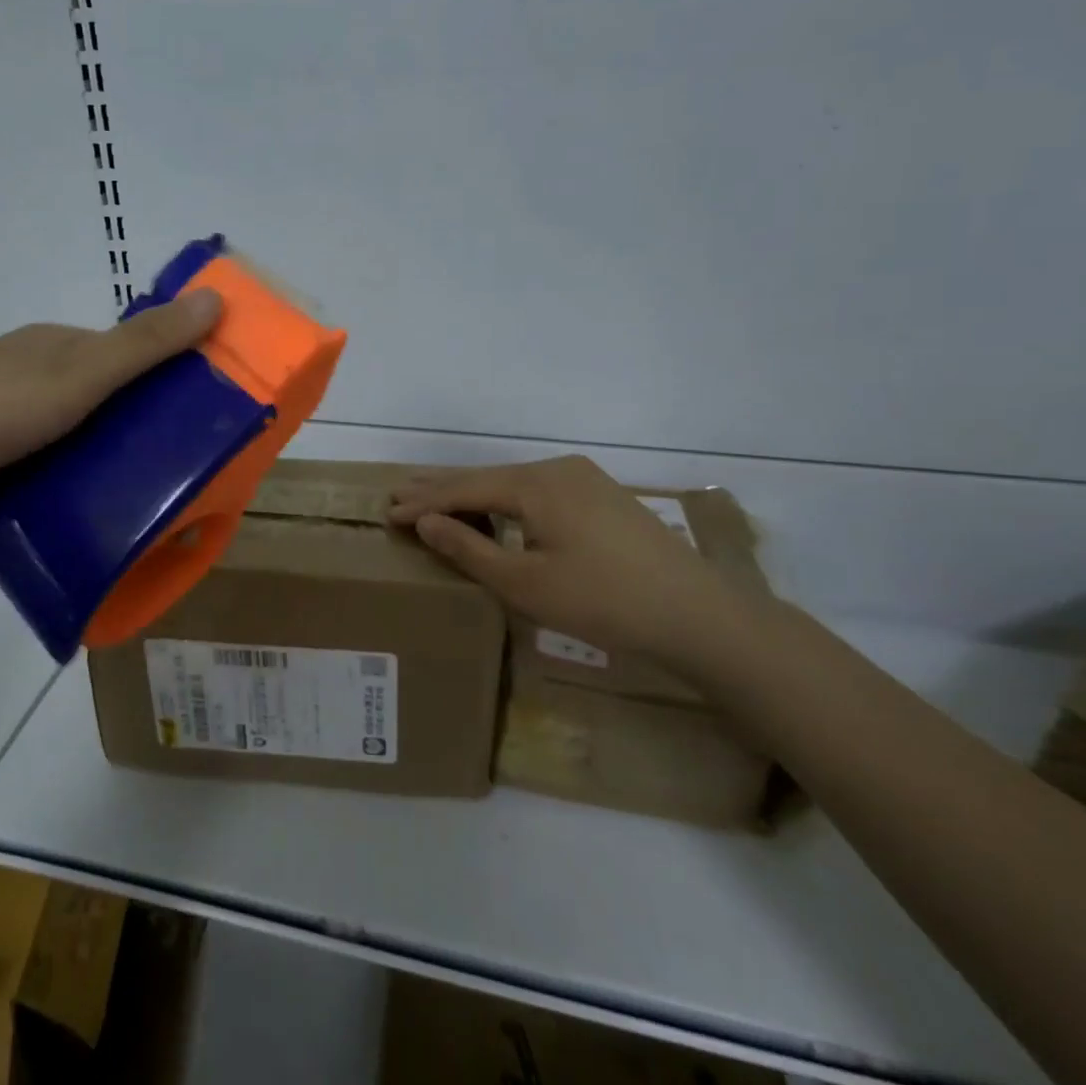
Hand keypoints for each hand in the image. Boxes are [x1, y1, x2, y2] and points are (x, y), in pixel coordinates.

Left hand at [0, 291, 222, 544]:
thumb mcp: (76, 376)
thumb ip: (145, 344)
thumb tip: (214, 299)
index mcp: (52, 345)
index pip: (127, 351)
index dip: (170, 371)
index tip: (208, 407)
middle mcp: (31, 374)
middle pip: (105, 395)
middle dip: (143, 421)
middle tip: (187, 461)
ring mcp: (5, 420)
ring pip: (78, 435)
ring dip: (109, 456)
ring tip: (152, 494)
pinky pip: (50, 467)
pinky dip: (75, 482)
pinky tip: (97, 510)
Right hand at [388, 456, 747, 670]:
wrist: (698, 615)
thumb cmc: (603, 602)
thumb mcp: (525, 583)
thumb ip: (470, 549)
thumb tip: (427, 522)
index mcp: (535, 484)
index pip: (464, 490)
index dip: (424, 503)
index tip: (387, 512)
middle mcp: (557, 469)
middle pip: (487, 478)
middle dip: (442, 489)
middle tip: (400, 493)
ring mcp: (584, 479)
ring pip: (513, 483)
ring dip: (473, 494)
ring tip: (437, 500)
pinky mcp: (602, 496)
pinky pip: (537, 491)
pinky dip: (505, 500)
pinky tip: (494, 509)